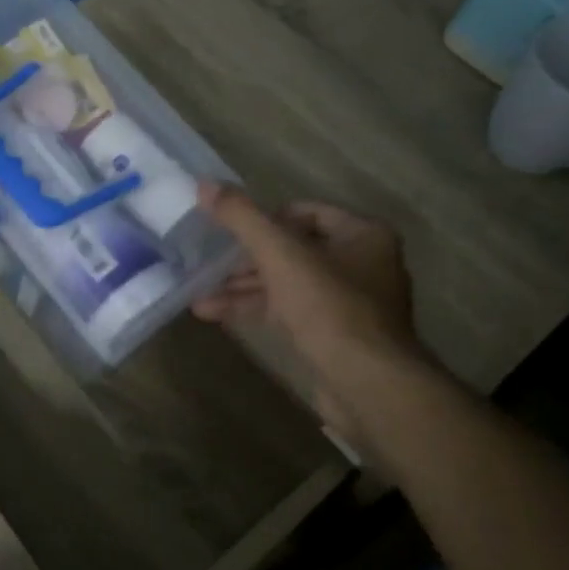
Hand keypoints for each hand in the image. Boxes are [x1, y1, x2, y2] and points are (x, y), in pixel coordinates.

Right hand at [193, 183, 424, 375]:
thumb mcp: (279, 254)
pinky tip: (217, 315)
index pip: (306, 212)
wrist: (369, 386)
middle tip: (210, 263)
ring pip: (288, 283)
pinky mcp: (336, 337)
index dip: (265, 218)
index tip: (231, 231)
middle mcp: (363, 264)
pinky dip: (257, 309)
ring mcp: (351, 303)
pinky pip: (291, 312)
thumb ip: (241, 218)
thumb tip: (204, 184)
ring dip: (244, 287)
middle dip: (247, 258)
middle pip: (294, 249)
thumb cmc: (329, 307)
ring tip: (199, 295)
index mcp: (363, 235)